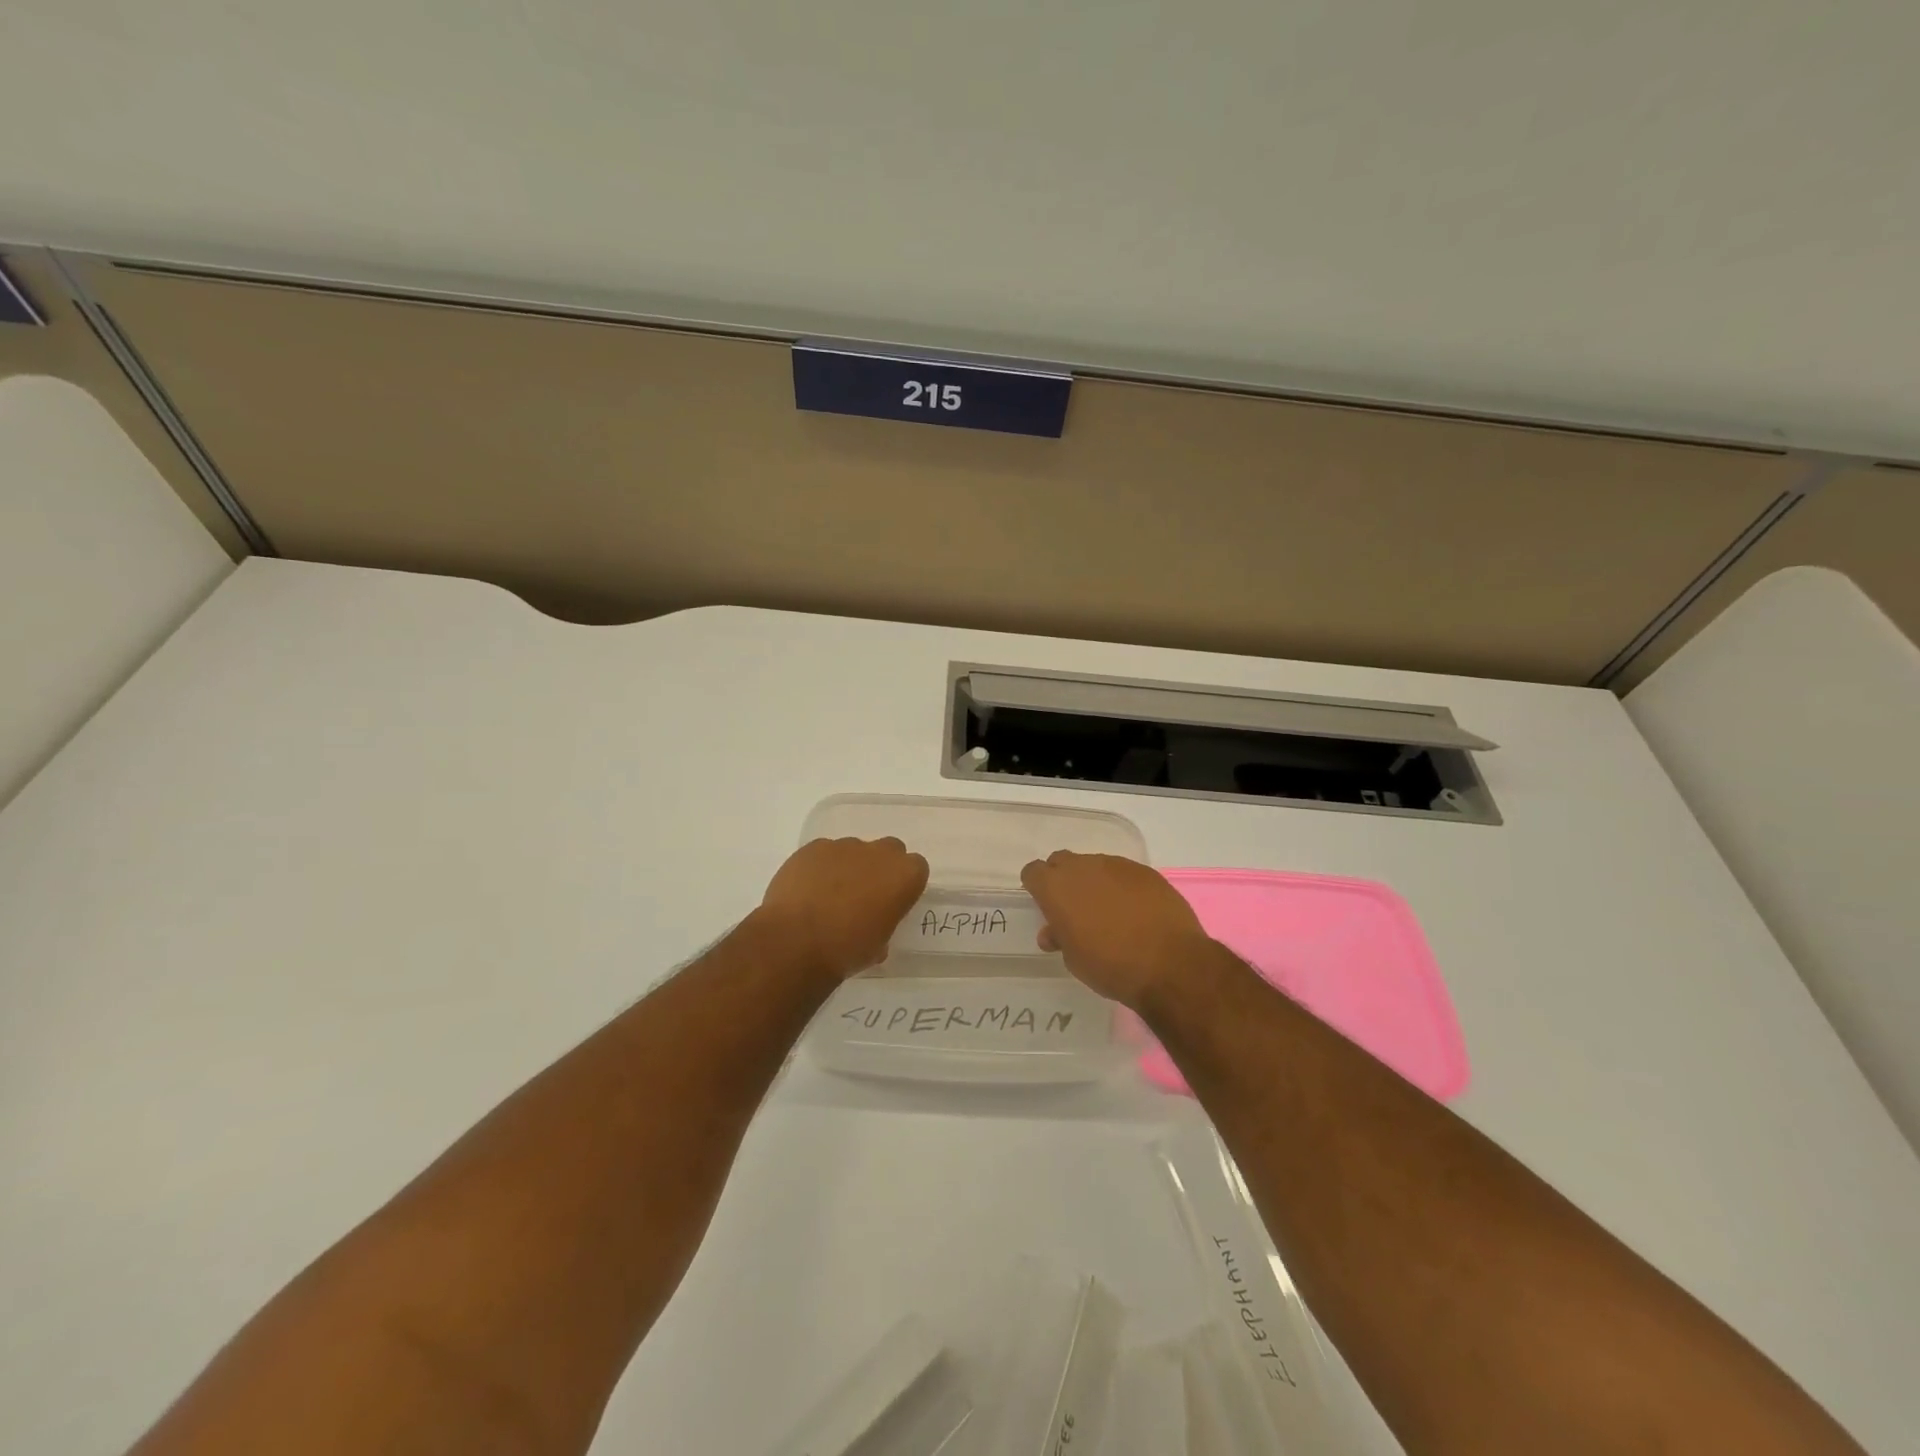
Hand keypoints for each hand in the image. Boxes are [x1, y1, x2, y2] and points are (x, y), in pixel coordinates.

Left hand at [755, 836, 929, 979]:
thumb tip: (873, 923)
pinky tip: (807, 891)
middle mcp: (879, 853)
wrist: (795, 942)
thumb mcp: (878, 947)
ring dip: (848, 868)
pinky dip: (820, 868)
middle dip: (880, 868)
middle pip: (889, 851)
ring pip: (854, 851)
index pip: (916, 868)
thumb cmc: (846, 950)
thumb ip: (883, 925)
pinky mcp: (813, 847)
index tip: (892, 903)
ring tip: (828, 896)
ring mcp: (844, 846)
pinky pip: (823, 853)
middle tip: (864, 896)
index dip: (904, 885)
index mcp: (904, 876)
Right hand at [1020, 851, 1213, 1010]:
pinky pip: (1123, 873)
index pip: (1033, 872)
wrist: (1169, 964)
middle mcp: (1083, 867)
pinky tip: (1135, 911)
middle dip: (1063, 880)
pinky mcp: (1145, 871)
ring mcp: (1116, 865)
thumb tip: (1054, 931)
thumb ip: (1060, 937)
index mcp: (1056, 887)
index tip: (1046, 906)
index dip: (1037, 888)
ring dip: (1094, 882)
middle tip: (1074, 908)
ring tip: (1108, 912)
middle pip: (1062, 862)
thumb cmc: (1111, 966)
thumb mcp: (1074, 959)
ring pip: (1094, 866)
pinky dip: (1122, 887)